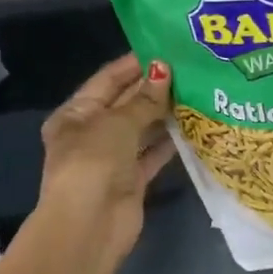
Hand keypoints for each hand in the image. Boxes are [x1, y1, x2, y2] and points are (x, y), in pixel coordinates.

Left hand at [0, 55, 174, 273]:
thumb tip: (165, 70)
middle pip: (126, 103)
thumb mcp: (117, 123)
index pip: (107, 80)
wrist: (90, 226)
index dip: (133, 64)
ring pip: (142, 128)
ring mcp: (112, 158)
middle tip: (190, 66)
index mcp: (75, 114)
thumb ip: (144, 99)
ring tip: (197, 90)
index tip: (165, 47)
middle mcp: (91, 133)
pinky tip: (193, 124)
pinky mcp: (132, 179)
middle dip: (153, 87)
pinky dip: (169, 141)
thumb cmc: (93, 163)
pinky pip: (153, 153)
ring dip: (165, 113)